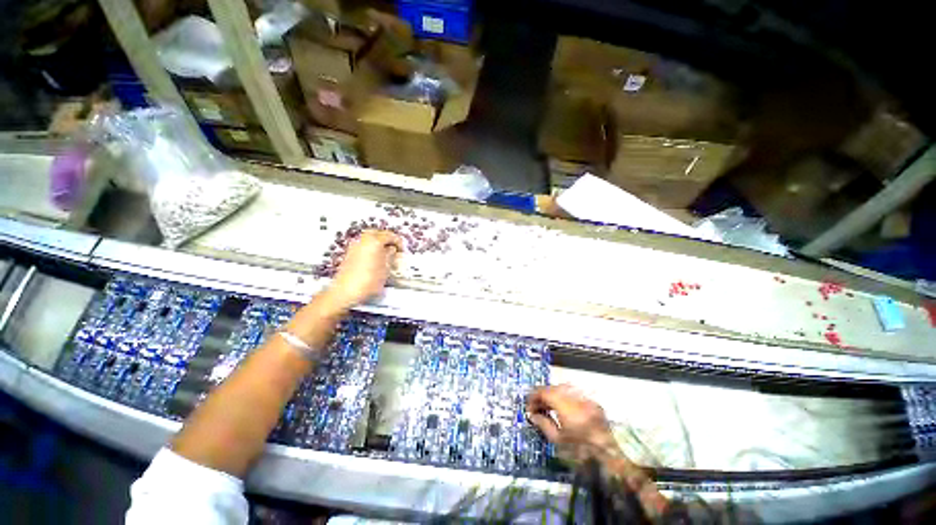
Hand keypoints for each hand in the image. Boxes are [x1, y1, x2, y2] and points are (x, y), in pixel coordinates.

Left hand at [323, 230, 402, 311]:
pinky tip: (375, 259)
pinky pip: (363, 245)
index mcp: (375, 241)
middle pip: (378, 233)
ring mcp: (355, 245)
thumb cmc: (368, 280)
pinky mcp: (350, 253)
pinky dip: (371, 248)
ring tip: (386, 254)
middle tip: (394, 249)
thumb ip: (391, 256)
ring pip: (369, 238)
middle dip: (387, 239)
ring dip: (379, 243)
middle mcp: (363, 240)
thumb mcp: (386, 269)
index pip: (390, 236)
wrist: (345, 291)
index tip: (402, 250)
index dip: (398, 243)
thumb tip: (393, 250)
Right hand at [526, 384, 616, 457]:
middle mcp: (577, 398)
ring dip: (553, 395)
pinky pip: (574, 394)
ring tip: (547, 408)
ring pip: (564, 389)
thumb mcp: (558, 442)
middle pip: (554, 388)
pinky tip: (561, 409)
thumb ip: (544, 424)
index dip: (534, 396)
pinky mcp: (593, 403)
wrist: (611, 460)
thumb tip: (532, 414)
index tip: (528, 406)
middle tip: (536, 408)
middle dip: (543, 395)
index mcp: (567, 407)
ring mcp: (587, 399)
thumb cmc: (582, 454)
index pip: (545, 392)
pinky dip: (564, 398)